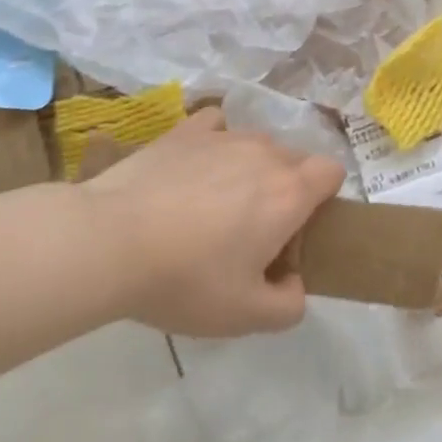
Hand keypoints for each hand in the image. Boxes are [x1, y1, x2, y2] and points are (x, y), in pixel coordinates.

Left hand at [80, 109, 342, 336]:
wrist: (110, 241)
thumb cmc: (186, 279)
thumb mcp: (245, 316)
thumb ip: (289, 305)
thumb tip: (292, 282)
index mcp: (289, 193)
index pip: (331, 172)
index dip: (323, 199)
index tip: (295, 232)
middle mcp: (264, 153)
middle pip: (295, 159)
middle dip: (286, 188)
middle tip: (252, 232)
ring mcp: (224, 135)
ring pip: (257, 144)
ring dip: (251, 168)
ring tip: (214, 204)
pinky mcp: (185, 130)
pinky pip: (217, 126)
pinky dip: (215, 143)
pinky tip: (194, 168)